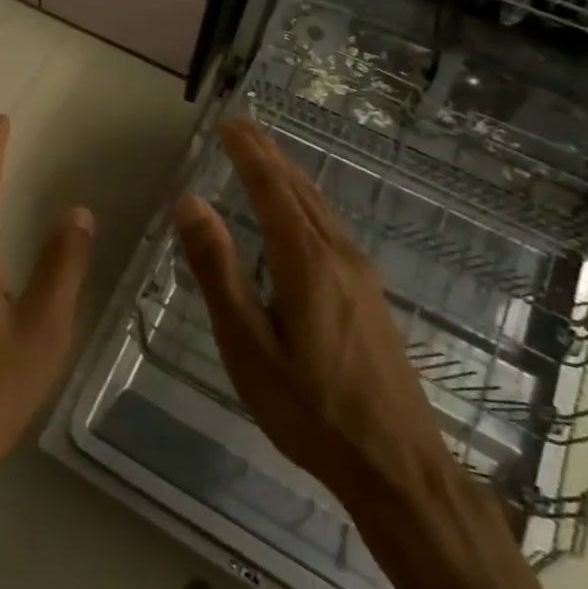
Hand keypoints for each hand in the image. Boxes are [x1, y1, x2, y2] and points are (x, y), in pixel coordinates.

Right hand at [174, 119, 452, 521]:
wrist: (397, 465)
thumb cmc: (309, 409)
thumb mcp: (247, 344)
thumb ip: (218, 270)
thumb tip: (190, 203)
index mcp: (305, 260)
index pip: (272, 188)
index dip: (248, 152)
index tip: (228, 123)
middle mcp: (337, 254)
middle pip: (298, 188)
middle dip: (267, 153)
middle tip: (241, 125)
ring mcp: (360, 273)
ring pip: (319, 205)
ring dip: (288, 173)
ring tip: (263, 154)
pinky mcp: (369, 293)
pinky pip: (330, 226)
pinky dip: (304, 200)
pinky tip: (298, 211)